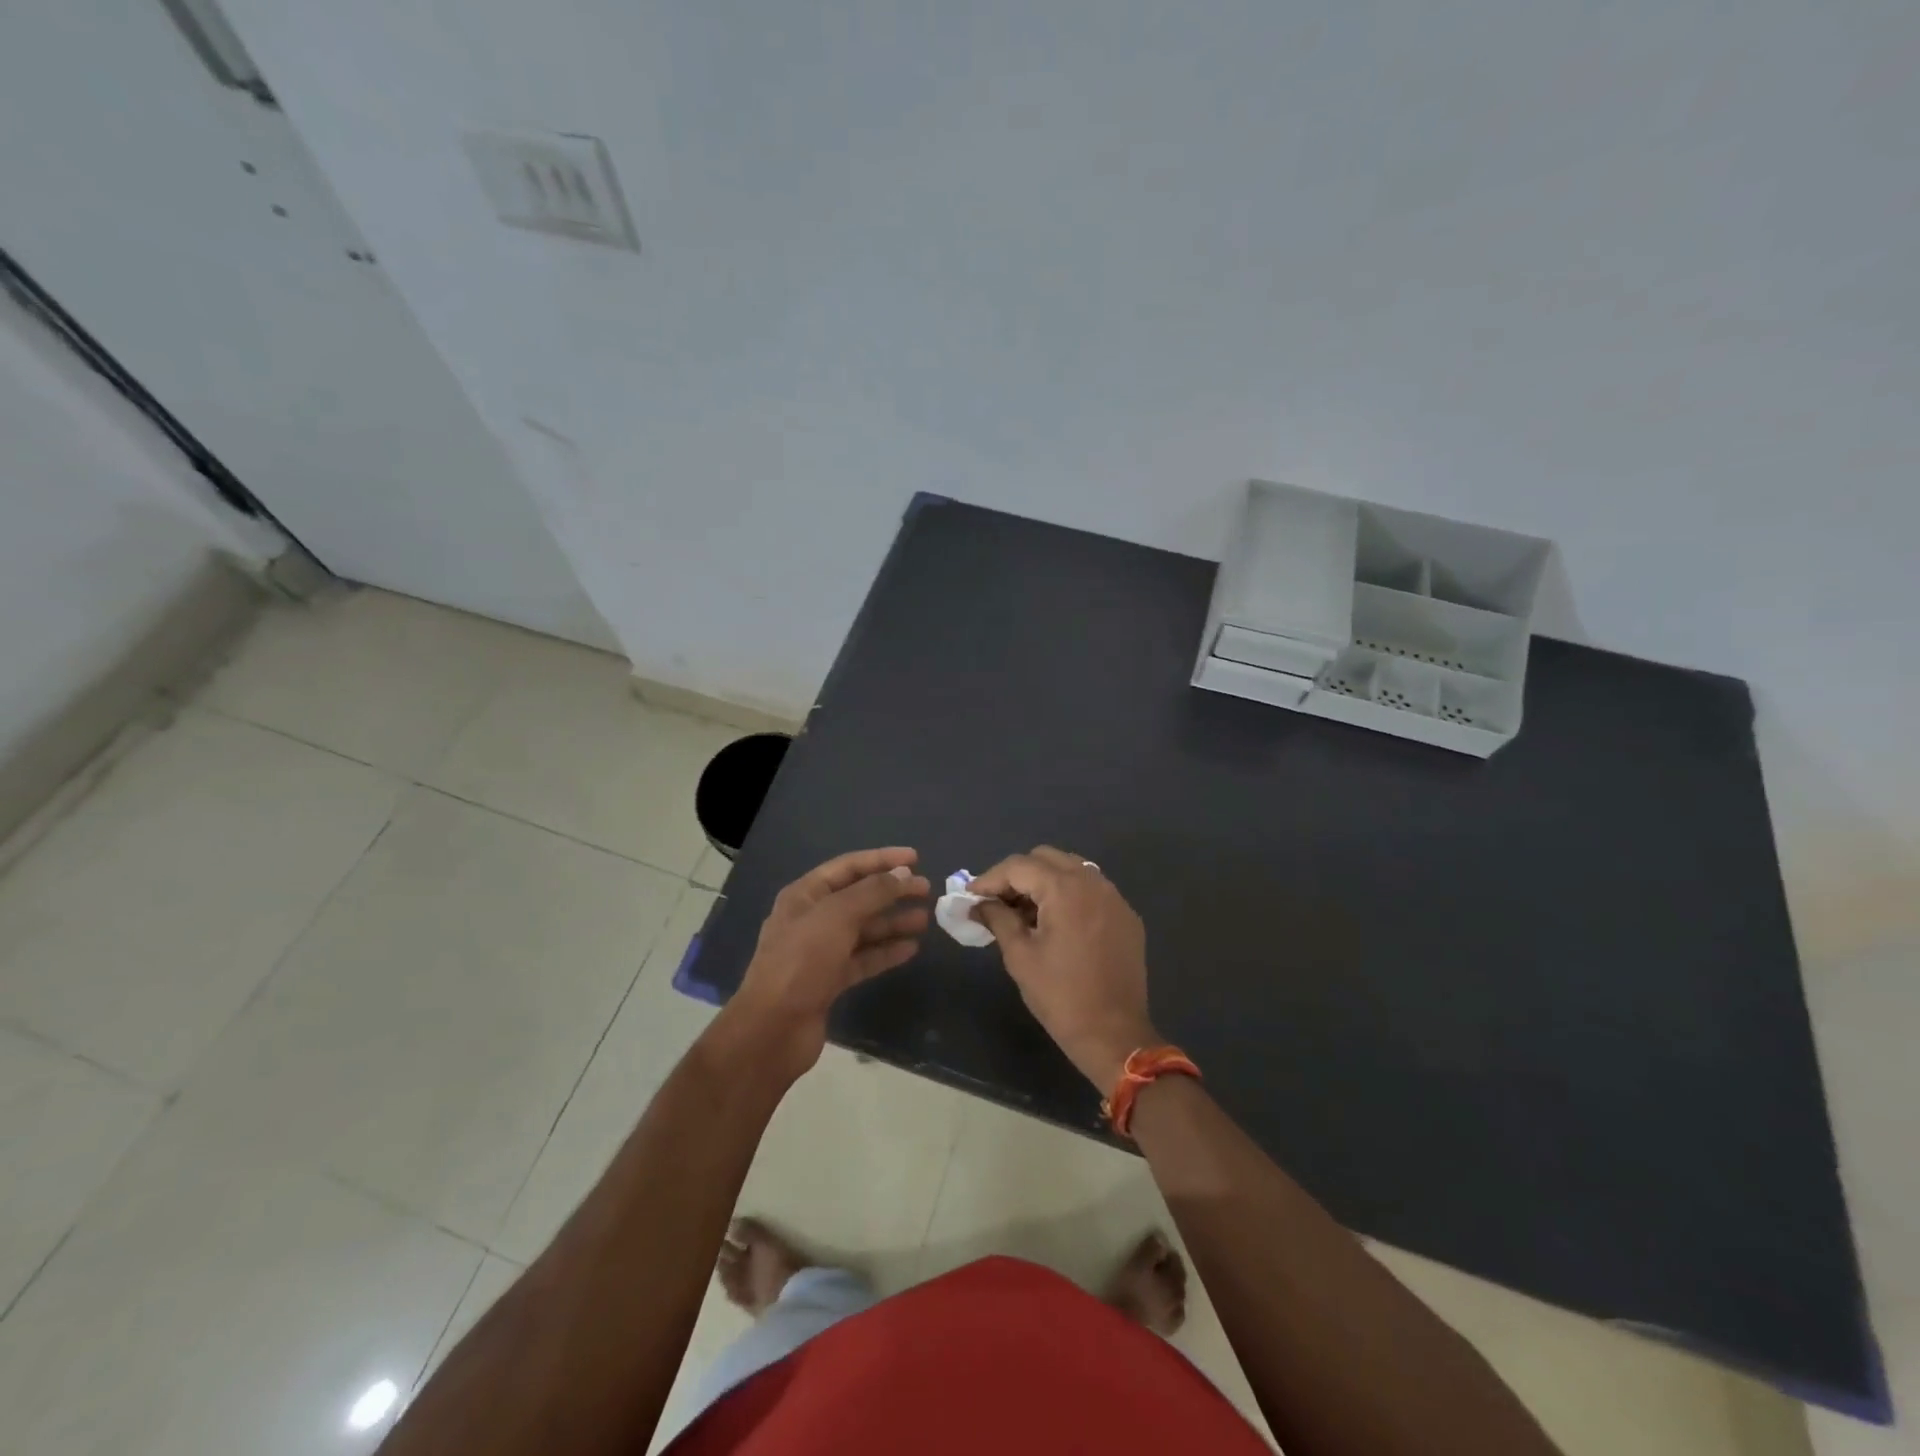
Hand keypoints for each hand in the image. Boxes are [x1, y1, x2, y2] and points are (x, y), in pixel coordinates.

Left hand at [727, 847, 929, 1078]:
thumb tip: (901, 874)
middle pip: (859, 897)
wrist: (773, 1029)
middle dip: (891, 891)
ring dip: (893, 921)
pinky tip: (911, 948)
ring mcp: (820, 951)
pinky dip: (886, 952)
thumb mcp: (837, 917)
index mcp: (805, 895)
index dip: (882, 859)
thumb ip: (872, 892)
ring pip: (864, 929)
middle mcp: (812, 918)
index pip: (848, 866)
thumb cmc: (801, 961)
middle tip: (926, 890)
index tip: (915, 858)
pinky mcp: (830, 980)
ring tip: (925, 919)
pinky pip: (864, 958)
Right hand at [970, 846, 1157, 1091]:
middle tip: (997, 901)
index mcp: (1065, 889)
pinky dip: (1068, 895)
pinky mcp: (1126, 916)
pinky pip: (1091, 890)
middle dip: (1017, 875)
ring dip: (1044, 882)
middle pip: (1046, 859)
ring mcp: (1114, 898)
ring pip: (1071, 870)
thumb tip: (978, 904)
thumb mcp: (1020, 955)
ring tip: (1024, 912)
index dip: (990, 878)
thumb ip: (997, 919)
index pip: (1019, 866)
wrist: (1114, 1034)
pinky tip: (1056, 923)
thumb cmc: (1060, 996)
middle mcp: (1093, 882)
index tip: (970, 896)